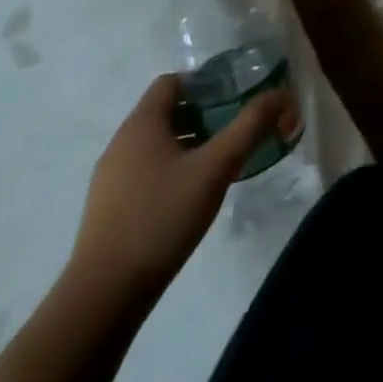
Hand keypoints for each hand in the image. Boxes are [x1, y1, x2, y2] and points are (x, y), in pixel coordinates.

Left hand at [68, 75, 293, 298]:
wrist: (102, 299)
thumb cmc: (161, 219)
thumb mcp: (215, 168)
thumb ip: (250, 126)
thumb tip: (281, 93)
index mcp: (142, 123)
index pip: (173, 81)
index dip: (205, 83)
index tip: (233, 99)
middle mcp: (121, 142)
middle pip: (166, 111)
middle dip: (202, 115)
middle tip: (233, 130)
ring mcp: (109, 178)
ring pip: (155, 143)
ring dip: (187, 144)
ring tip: (217, 163)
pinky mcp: (107, 209)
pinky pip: (143, 171)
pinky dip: (169, 170)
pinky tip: (188, 197)